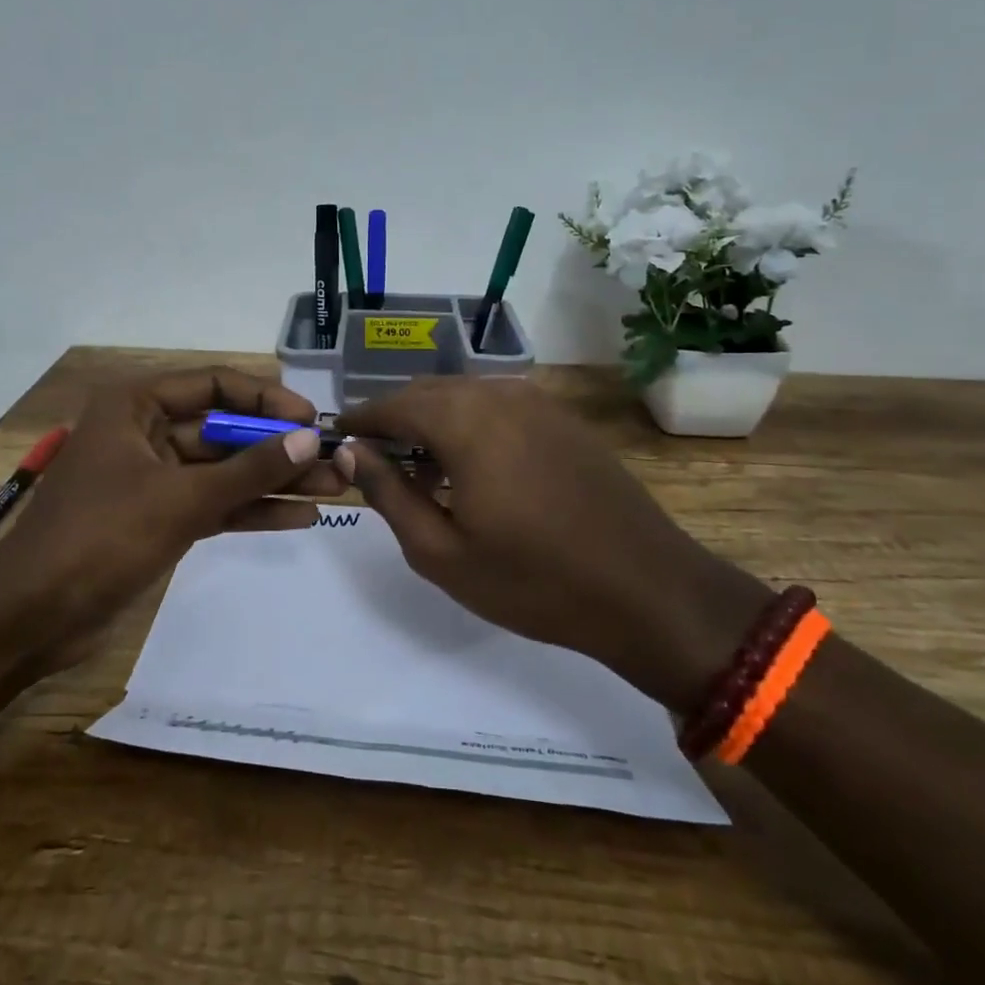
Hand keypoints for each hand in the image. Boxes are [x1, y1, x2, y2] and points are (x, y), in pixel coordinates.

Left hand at [0, 367, 346, 670]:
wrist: (32, 617)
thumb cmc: (101, 537)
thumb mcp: (182, 498)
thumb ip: (249, 469)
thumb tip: (308, 439)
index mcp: (136, 406)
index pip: (214, 385)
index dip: (265, 398)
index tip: (310, 420)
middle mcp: (146, 433)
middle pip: (225, 430)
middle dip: (278, 447)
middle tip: (335, 461)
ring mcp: (154, 478)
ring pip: (224, 471)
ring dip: (274, 480)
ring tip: (334, 489)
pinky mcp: (159, 519)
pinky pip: (214, 503)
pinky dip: (251, 509)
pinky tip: (299, 517)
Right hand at [336, 377, 769, 711]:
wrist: (648, 591)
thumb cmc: (534, 581)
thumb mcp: (441, 551)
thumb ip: (388, 492)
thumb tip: (351, 451)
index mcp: (465, 421)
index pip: (393, 404)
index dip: (360, 419)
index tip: (336, 437)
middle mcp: (499, 395)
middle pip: (428, 392)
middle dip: (395, 419)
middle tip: (373, 459)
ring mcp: (538, 404)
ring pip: (464, 397)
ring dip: (432, 423)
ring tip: (420, 472)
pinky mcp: (563, 420)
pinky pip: (498, 408)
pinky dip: (469, 426)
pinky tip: (471, 470)